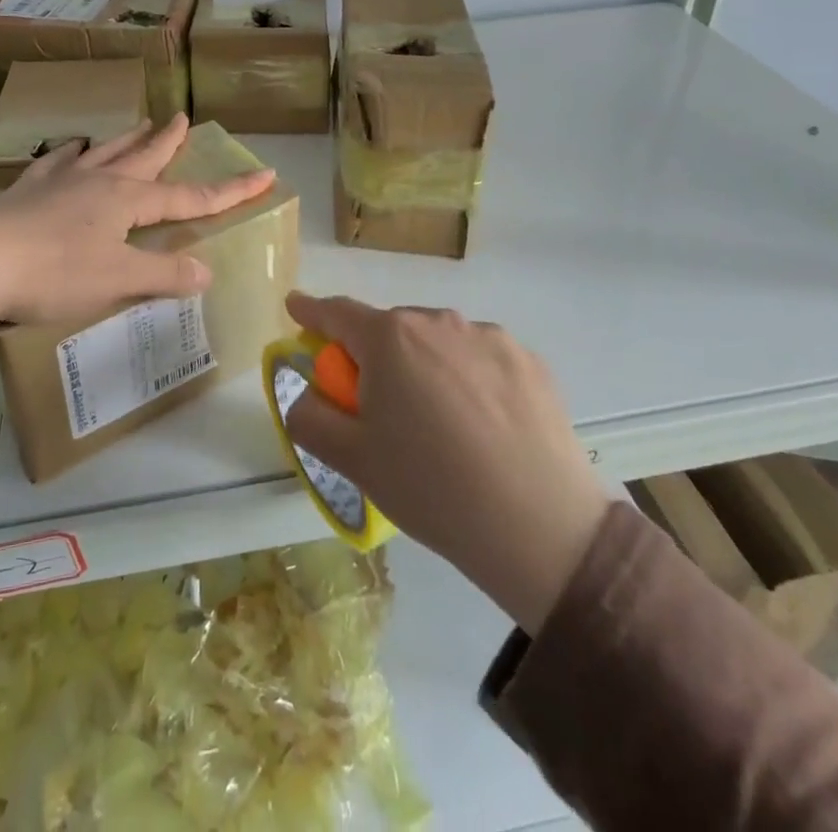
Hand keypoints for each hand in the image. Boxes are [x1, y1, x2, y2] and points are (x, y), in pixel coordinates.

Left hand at [0, 114, 275, 324]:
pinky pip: (57, 163)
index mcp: (126, 201)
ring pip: (104, 152)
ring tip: (141, 123)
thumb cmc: (54, 272)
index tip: (264, 174)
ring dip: (127, 139)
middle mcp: (98, 181)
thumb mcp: (117, 280)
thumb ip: (164, 274)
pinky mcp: (28, 190)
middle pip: (144, 157)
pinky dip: (70, 154)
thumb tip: (206, 271)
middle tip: (184, 118)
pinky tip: (71, 148)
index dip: (231, 190)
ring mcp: (60, 181)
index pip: (191, 197)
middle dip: (169, 141)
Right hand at [283, 293, 609, 633]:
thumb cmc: (431, 488)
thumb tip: (306, 392)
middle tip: (382, 410)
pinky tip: (485, 429)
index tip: (297, 307)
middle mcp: (438, 321)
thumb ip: (310, 417)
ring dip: (425, 367)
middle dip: (376, 357)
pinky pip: (480, 359)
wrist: (540, 528)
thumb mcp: (352, 461)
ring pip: (438, 343)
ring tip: (442, 427)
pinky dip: (469, 380)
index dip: (311, 311)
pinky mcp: (528, 360)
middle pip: (390, 331)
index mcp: (389, 339)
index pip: (337, 313)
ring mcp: (489, 336)